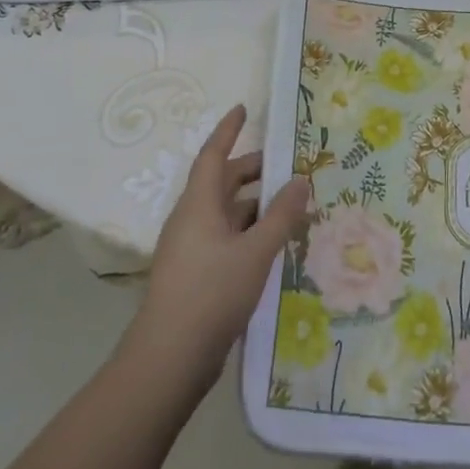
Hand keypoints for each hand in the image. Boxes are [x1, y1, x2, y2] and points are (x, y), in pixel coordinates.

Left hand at [125, 105, 311, 390]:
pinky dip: (249, 232)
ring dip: (256, 206)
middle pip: (222, 183)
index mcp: (198, 205)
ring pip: (226, 213)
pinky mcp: (195, 274)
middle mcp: (191, 220)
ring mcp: (191, 249)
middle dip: (253, 171)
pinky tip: (273, 245)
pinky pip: (225, 238)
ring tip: (291, 207)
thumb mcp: (256, 251)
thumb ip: (281, 215)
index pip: (213, 155)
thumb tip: (300, 179)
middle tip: (287, 166)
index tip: (243, 108)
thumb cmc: (211, 293)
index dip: (228, 130)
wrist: (169, 360)